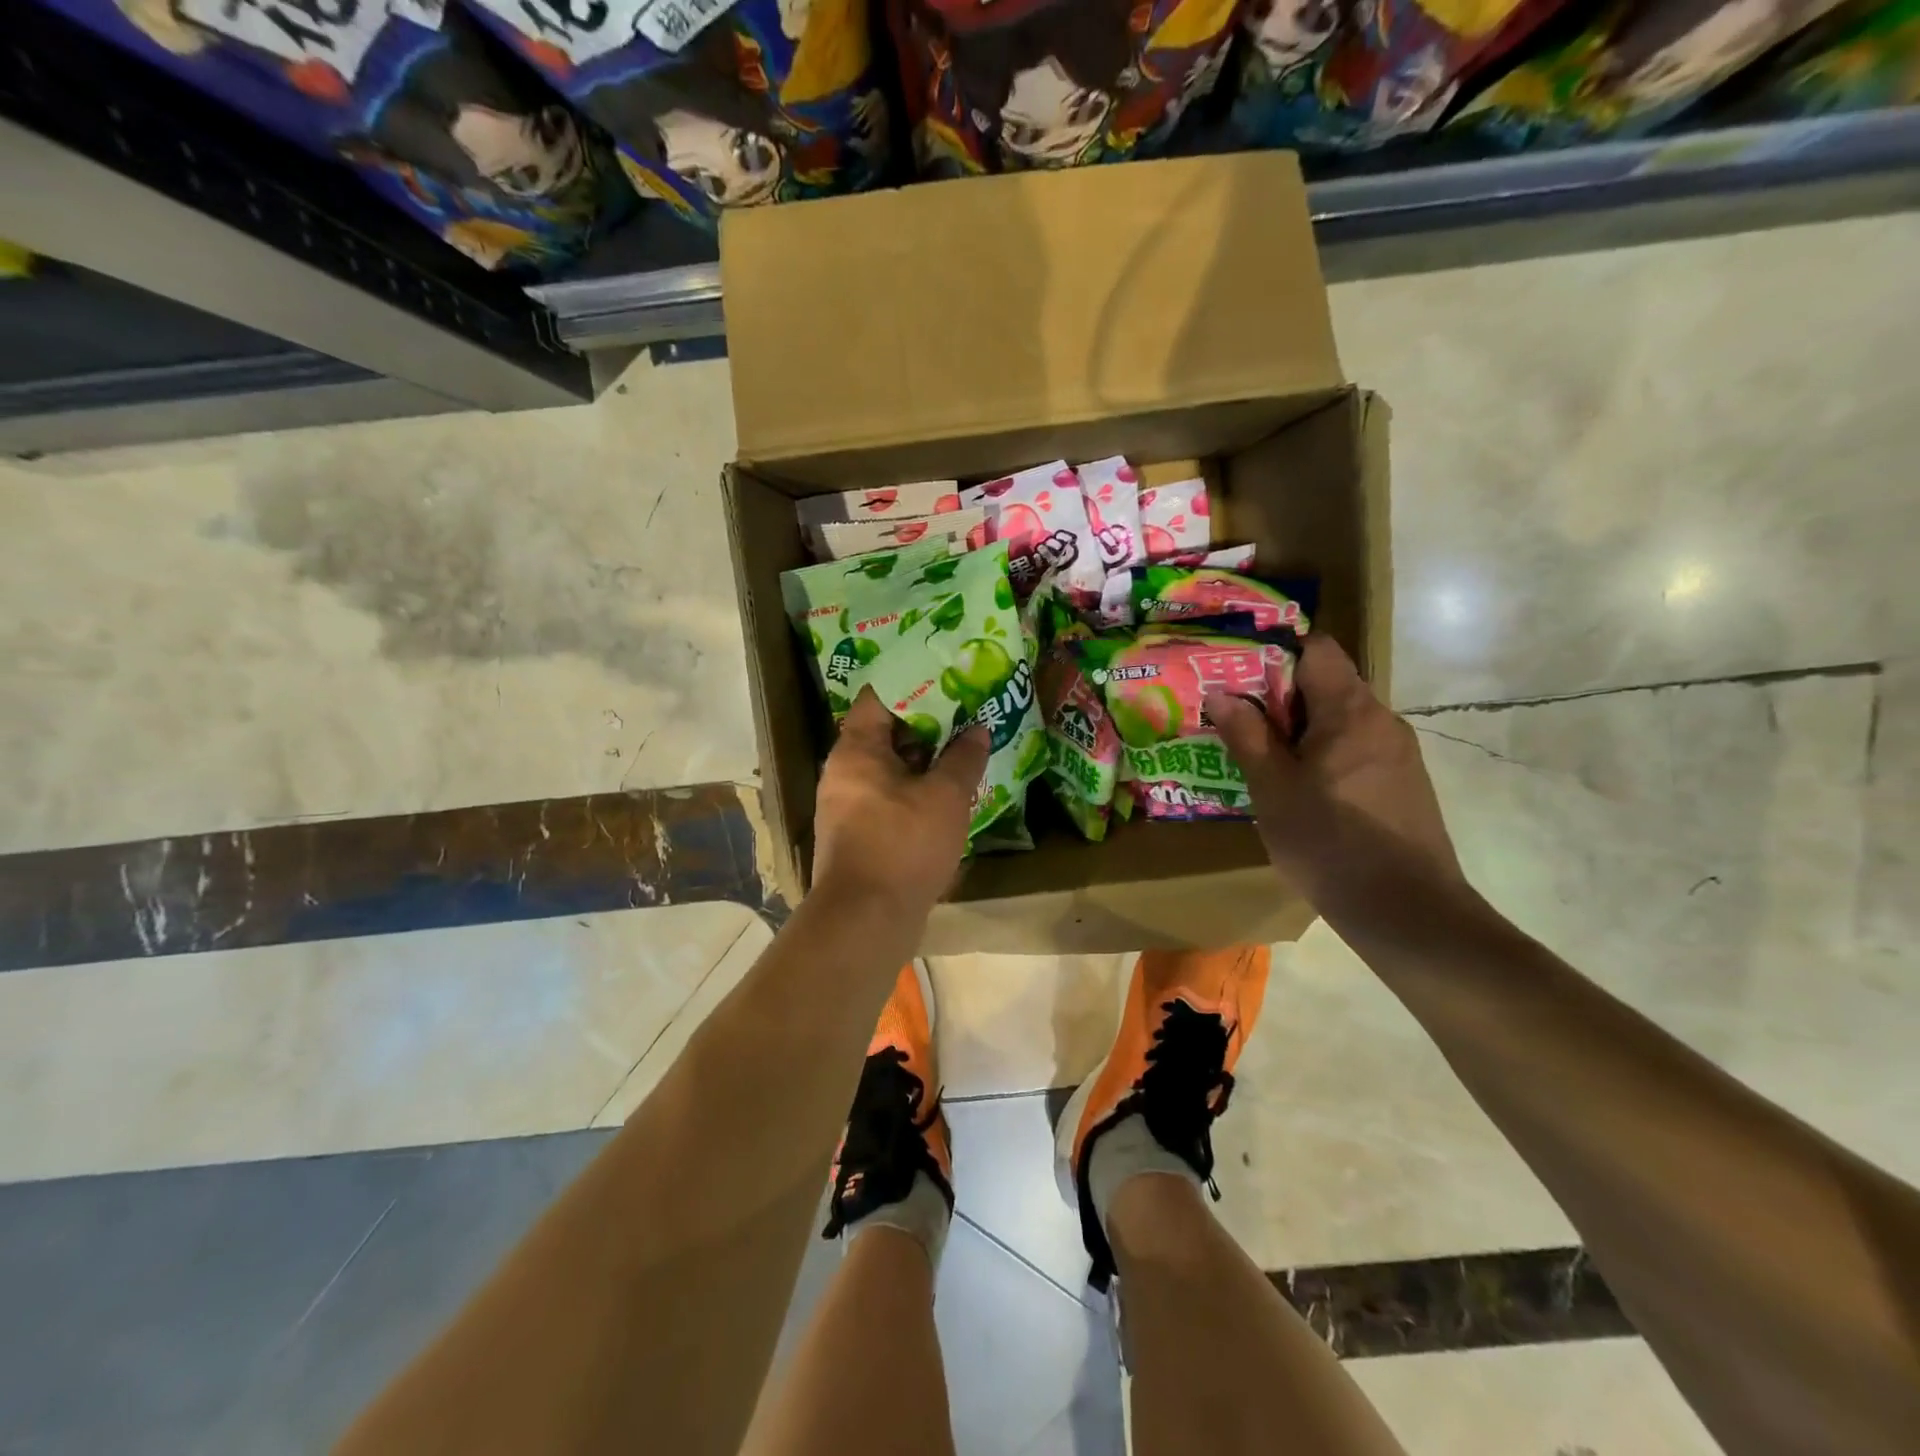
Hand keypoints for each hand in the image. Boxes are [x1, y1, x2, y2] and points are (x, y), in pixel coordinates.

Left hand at [811, 688, 989, 917]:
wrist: (866, 920)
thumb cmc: (903, 845)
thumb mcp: (945, 797)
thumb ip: (964, 758)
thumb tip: (979, 729)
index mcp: (856, 750)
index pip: (878, 697)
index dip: (913, 684)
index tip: (947, 678)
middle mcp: (843, 771)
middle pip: (884, 732)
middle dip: (926, 724)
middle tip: (965, 713)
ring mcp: (847, 804)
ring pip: (888, 767)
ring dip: (924, 760)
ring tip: (963, 749)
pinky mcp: (857, 834)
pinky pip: (888, 796)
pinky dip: (914, 789)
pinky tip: (947, 793)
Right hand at [1206, 635, 1460, 903]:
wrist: (1407, 912)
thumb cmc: (1330, 843)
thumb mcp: (1273, 789)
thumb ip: (1247, 736)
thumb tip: (1221, 693)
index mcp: (1350, 711)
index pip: (1317, 649)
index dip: (1275, 653)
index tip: (1237, 674)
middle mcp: (1381, 720)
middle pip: (1327, 684)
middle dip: (1278, 696)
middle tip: (1235, 717)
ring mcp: (1397, 753)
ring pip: (1340, 720)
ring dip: (1299, 729)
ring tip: (1259, 754)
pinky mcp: (1402, 783)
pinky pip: (1355, 748)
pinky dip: (1322, 753)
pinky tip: (1297, 787)